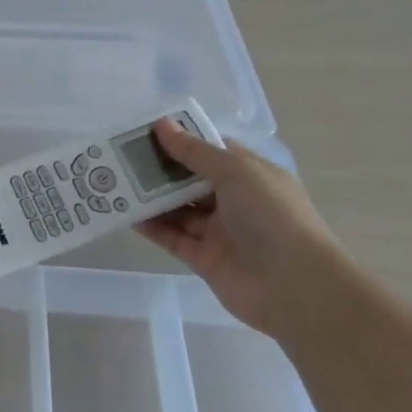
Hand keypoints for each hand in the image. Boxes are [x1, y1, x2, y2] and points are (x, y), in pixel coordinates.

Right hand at [135, 120, 343, 335]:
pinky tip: (127, 214)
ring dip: (150, 197)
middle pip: (189, 180)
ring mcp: (219, 231)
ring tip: (115, 182)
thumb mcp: (236, 172)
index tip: (144, 131)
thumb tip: (162, 124)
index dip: (181, 139)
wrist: (296, 287)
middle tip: (120, 157)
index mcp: (250, 175)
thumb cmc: (272, 216)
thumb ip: (195, 151)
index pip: (210, 151)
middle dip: (158, 168)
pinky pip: (172, 238)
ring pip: (178, 209)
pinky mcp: (204, 259)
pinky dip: (152, 227)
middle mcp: (235, 201)